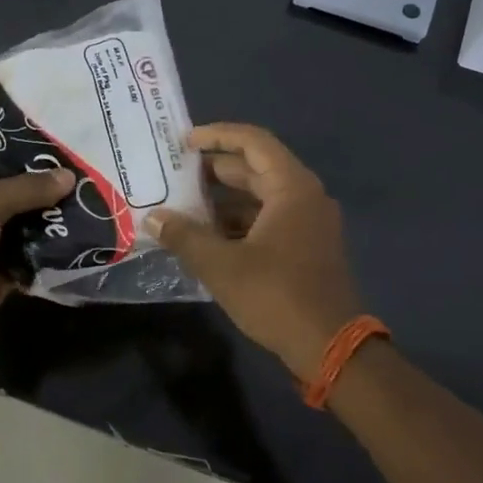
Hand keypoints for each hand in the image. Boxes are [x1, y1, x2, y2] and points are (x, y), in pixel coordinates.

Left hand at [0, 156, 74, 349]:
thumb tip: (69, 176)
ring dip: (53, 218)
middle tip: (84, 171)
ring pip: (27, 224)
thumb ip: (25, 188)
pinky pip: (34, 257)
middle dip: (44, 185)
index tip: (55, 142)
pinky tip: (83, 236)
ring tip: (91, 200)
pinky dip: (53, 251)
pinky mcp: (3, 273)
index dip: (16, 148)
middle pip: (13, 191)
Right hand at [146, 124, 364, 377]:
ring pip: (261, 196)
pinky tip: (208, 236)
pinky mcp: (307, 246)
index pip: (253, 142)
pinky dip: (239, 221)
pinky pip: (269, 219)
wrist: (330, 347)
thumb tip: (153, 218)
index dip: (217, 135)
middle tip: (176, 173)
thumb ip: (184, 236)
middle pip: (257, 167)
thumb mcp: (221, 266)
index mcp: (291, 188)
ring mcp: (309, 222)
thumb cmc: (276, 296)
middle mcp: (305, 196)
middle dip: (215, 169)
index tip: (184, 141)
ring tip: (184, 206)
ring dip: (224, 199)